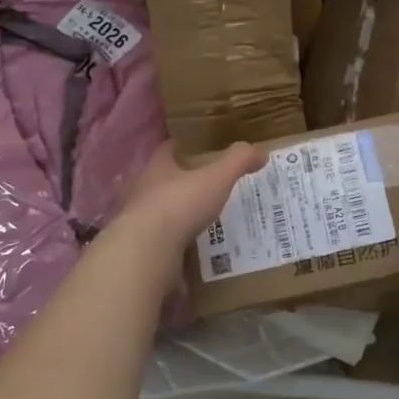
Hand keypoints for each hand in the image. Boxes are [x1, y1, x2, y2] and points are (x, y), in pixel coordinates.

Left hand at [112, 141, 261, 294]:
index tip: (197, 147)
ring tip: (200, 219)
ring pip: (159, 212)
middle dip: (180, 181)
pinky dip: (174, 243)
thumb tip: (261, 151)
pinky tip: (190, 250)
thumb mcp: (217, 178)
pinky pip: (160, 242)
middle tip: (205, 185)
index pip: (168, 149)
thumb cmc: (180, 204)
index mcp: (157, 168)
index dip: (182, 146)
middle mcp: (142, 191)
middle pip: (161, 180)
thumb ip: (238, 161)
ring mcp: (137, 222)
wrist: (146, 253)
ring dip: (176, 214)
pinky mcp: (140, 249)